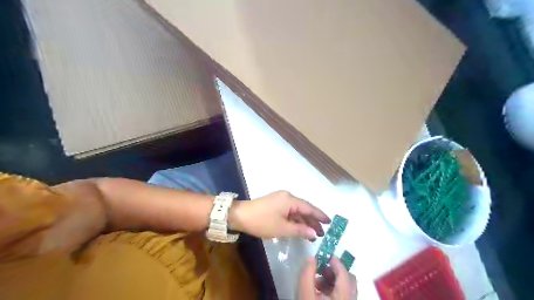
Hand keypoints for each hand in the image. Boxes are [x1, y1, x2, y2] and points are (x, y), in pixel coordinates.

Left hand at [230, 191, 329, 239]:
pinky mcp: (275, 204)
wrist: (240, 216)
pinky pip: (289, 211)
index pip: (309, 208)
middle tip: (322, 233)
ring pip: (296, 211)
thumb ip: (300, 230)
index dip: (320, 215)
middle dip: (313, 221)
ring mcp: (280, 199)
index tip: (330, 222)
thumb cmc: (262, 222)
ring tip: (313, 234)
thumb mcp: (282, 228)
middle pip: (304, 209)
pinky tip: (300, 228)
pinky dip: (295, 220)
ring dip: (304, 221)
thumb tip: (315, 232)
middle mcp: (287, 196)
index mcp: (290, 200)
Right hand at [299, 255, 355, 299]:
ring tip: (317, 281)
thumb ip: (307, 273)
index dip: (336, 262)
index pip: (344, 274)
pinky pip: (343, 296)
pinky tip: (319, 292)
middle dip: (335, 271)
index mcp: (344, 296)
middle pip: (349, 280)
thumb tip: (312, 257)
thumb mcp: (305, 293)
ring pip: (347, 288)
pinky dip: (333, 290)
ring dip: (333, 280)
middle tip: (321, 269)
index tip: (325, 255)